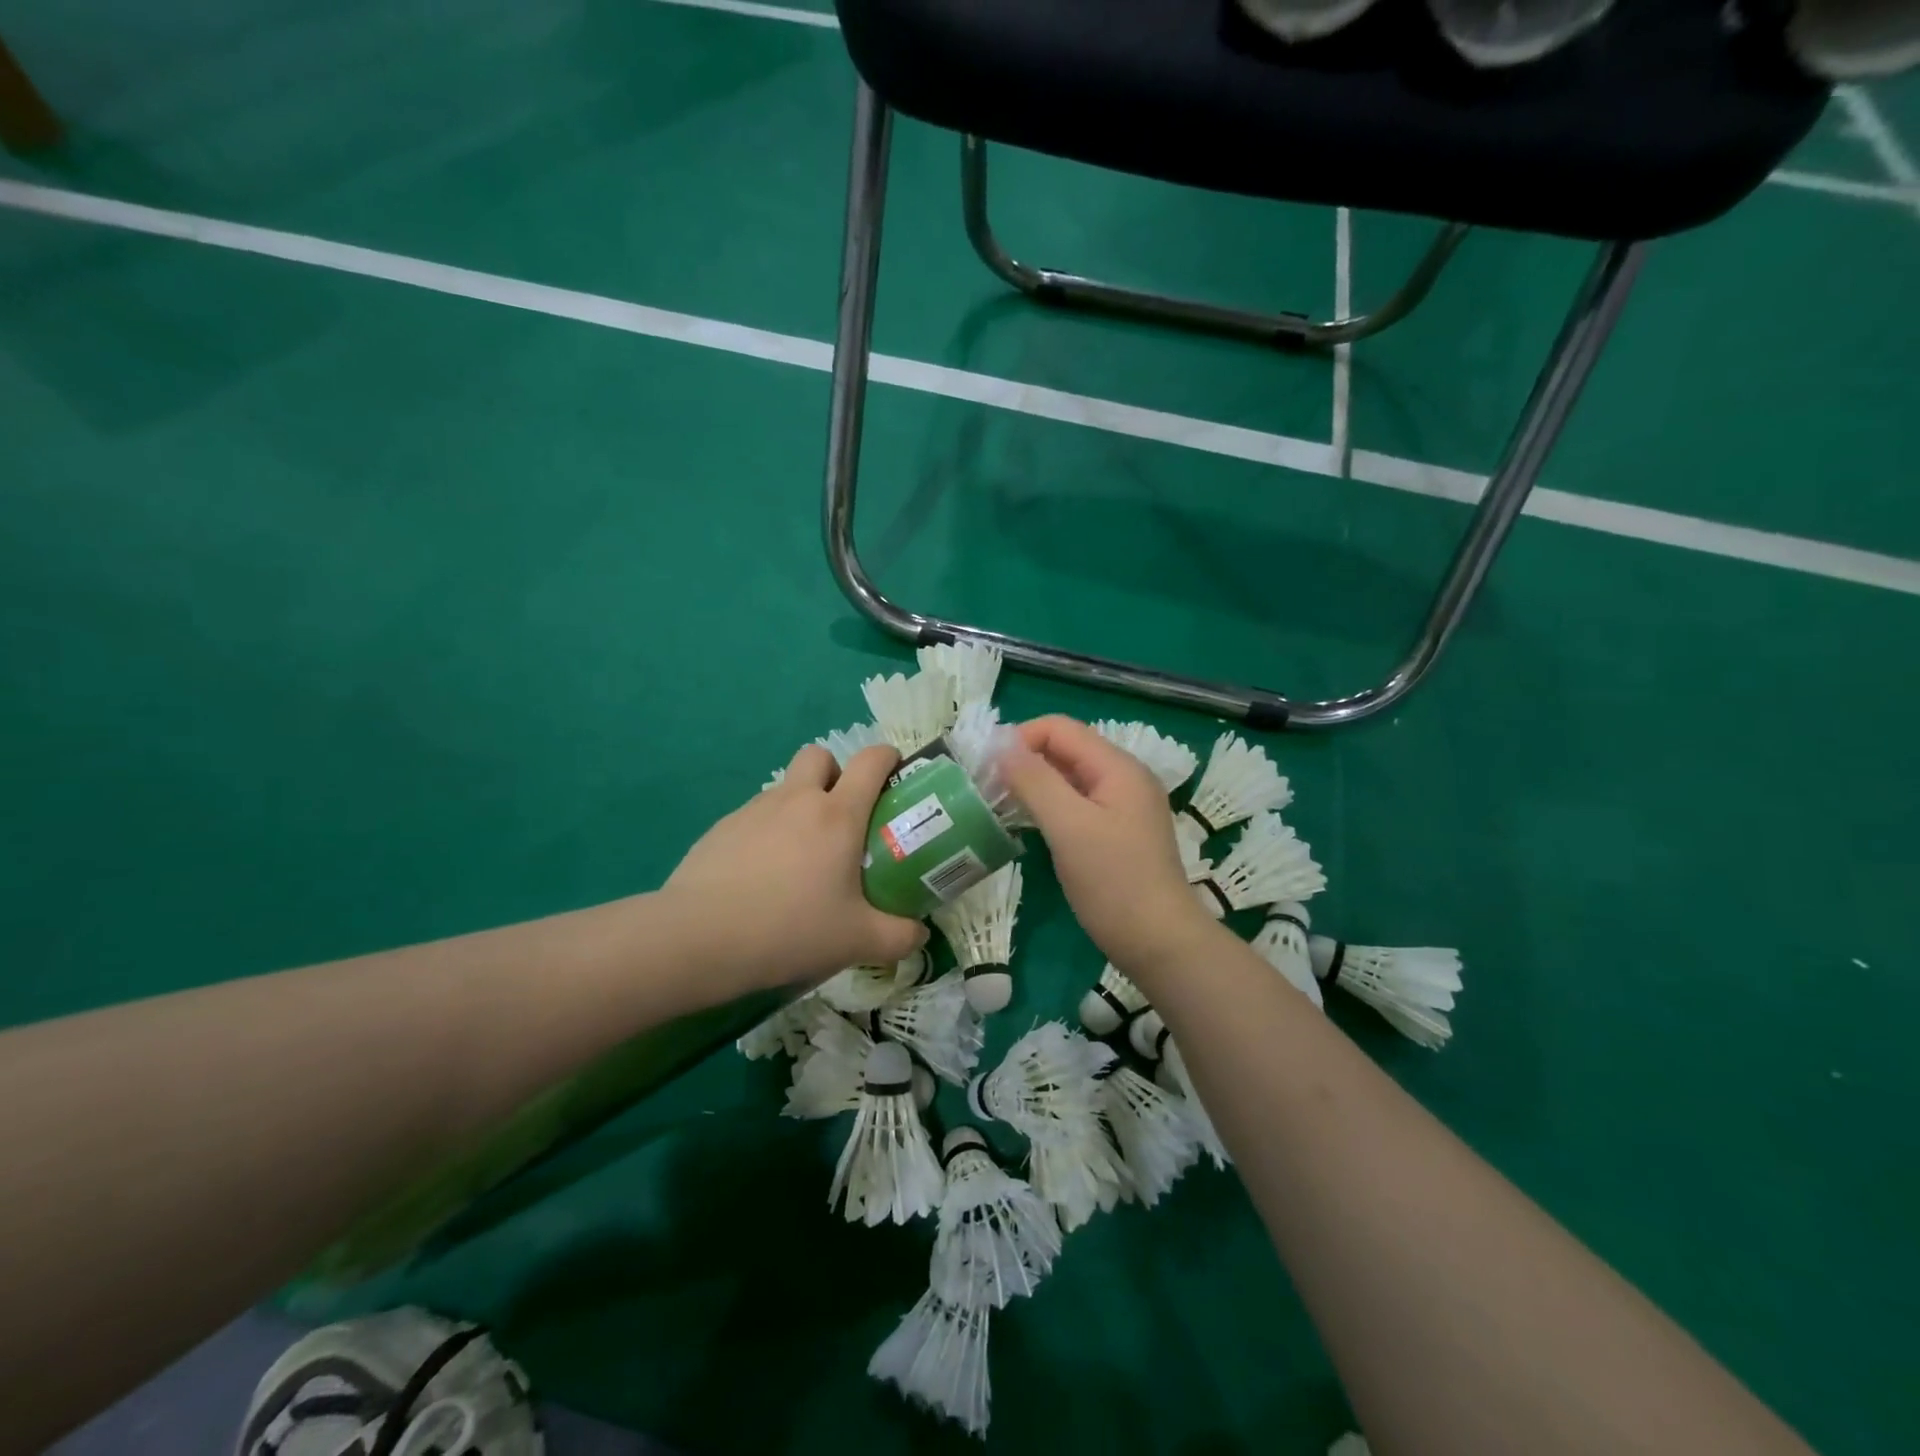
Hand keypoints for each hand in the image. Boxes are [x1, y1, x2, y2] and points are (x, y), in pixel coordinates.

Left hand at [665, 745, 927, 990]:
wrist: (699, 938)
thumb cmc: (791, 929)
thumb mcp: (857, 941)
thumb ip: (899, 937)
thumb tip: (919, 934)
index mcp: (838, 815)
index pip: (871, 760)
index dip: (888, 758)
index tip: (896, 776)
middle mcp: (796, 800)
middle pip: (820, 756)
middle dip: (835, 773)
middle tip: (842, 817)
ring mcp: (754, 810)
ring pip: (785, 788)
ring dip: (800, 806)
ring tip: (800, 859)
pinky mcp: (721, 829)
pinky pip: (754, 818)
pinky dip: (767, 834)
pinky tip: (761, 878)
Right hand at [1000, 716, 1216, 973]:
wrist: (1159, 943)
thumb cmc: (1114, 882)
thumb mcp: (1069, 827)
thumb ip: (1035, 781)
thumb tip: (1001, 746)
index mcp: (1118, 767)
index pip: (1060, 728)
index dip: (1020, 738)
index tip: (986, 767)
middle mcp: (1124, 778)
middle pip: (1066, 749)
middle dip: (1025, 760)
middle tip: (987, 786)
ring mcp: (1123, 806)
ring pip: (1070, 778)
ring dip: (1034, 783)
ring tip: (1000, 803)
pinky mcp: (1117, 832)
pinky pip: (1077, 803)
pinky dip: (1050, 805)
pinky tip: (1028, 823)